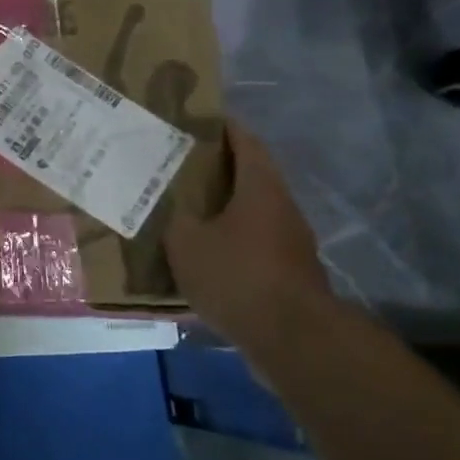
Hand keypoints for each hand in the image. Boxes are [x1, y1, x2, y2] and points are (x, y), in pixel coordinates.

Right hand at [166, 125, 331, 344]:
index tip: (196, 120)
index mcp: (260, 187)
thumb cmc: (237, 275)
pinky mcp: (287, 274)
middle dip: (215, 169)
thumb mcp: (186, 242)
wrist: (292, 339)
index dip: (222, 127)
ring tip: (183, 211)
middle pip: (248, 176)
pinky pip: (252, 245)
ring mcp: (290, 243)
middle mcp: (281, 207)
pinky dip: (228, 242)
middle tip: (176, 166)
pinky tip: (202, 256)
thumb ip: (173, 219)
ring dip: (221, 209)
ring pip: (250, 213)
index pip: (244, 141)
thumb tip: (166, 207)